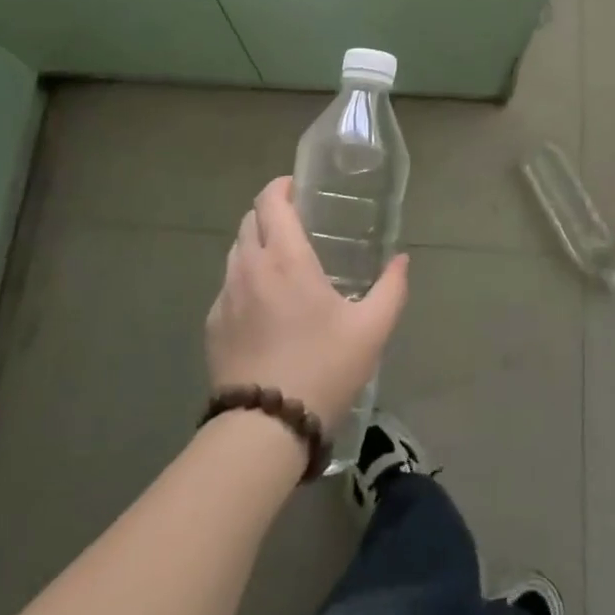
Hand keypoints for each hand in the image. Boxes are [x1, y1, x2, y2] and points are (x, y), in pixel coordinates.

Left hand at [205, 176, 409, 429]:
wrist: (265, 428)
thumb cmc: (323, 368)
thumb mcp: (372, 329)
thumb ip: (391, 288)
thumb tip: (402, 260)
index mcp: (285, 257)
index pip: (270, 201)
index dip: (281, 186)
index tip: (298, 188)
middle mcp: (249, 267)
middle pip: (249, 220)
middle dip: (270, 213)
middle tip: (297, 224)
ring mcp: (225, 296)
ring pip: (235, 251)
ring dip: (255, 244)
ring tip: (281, 263)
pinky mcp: (212, 324)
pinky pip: (228, 285)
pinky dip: (245, 279)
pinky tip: (264, 306)